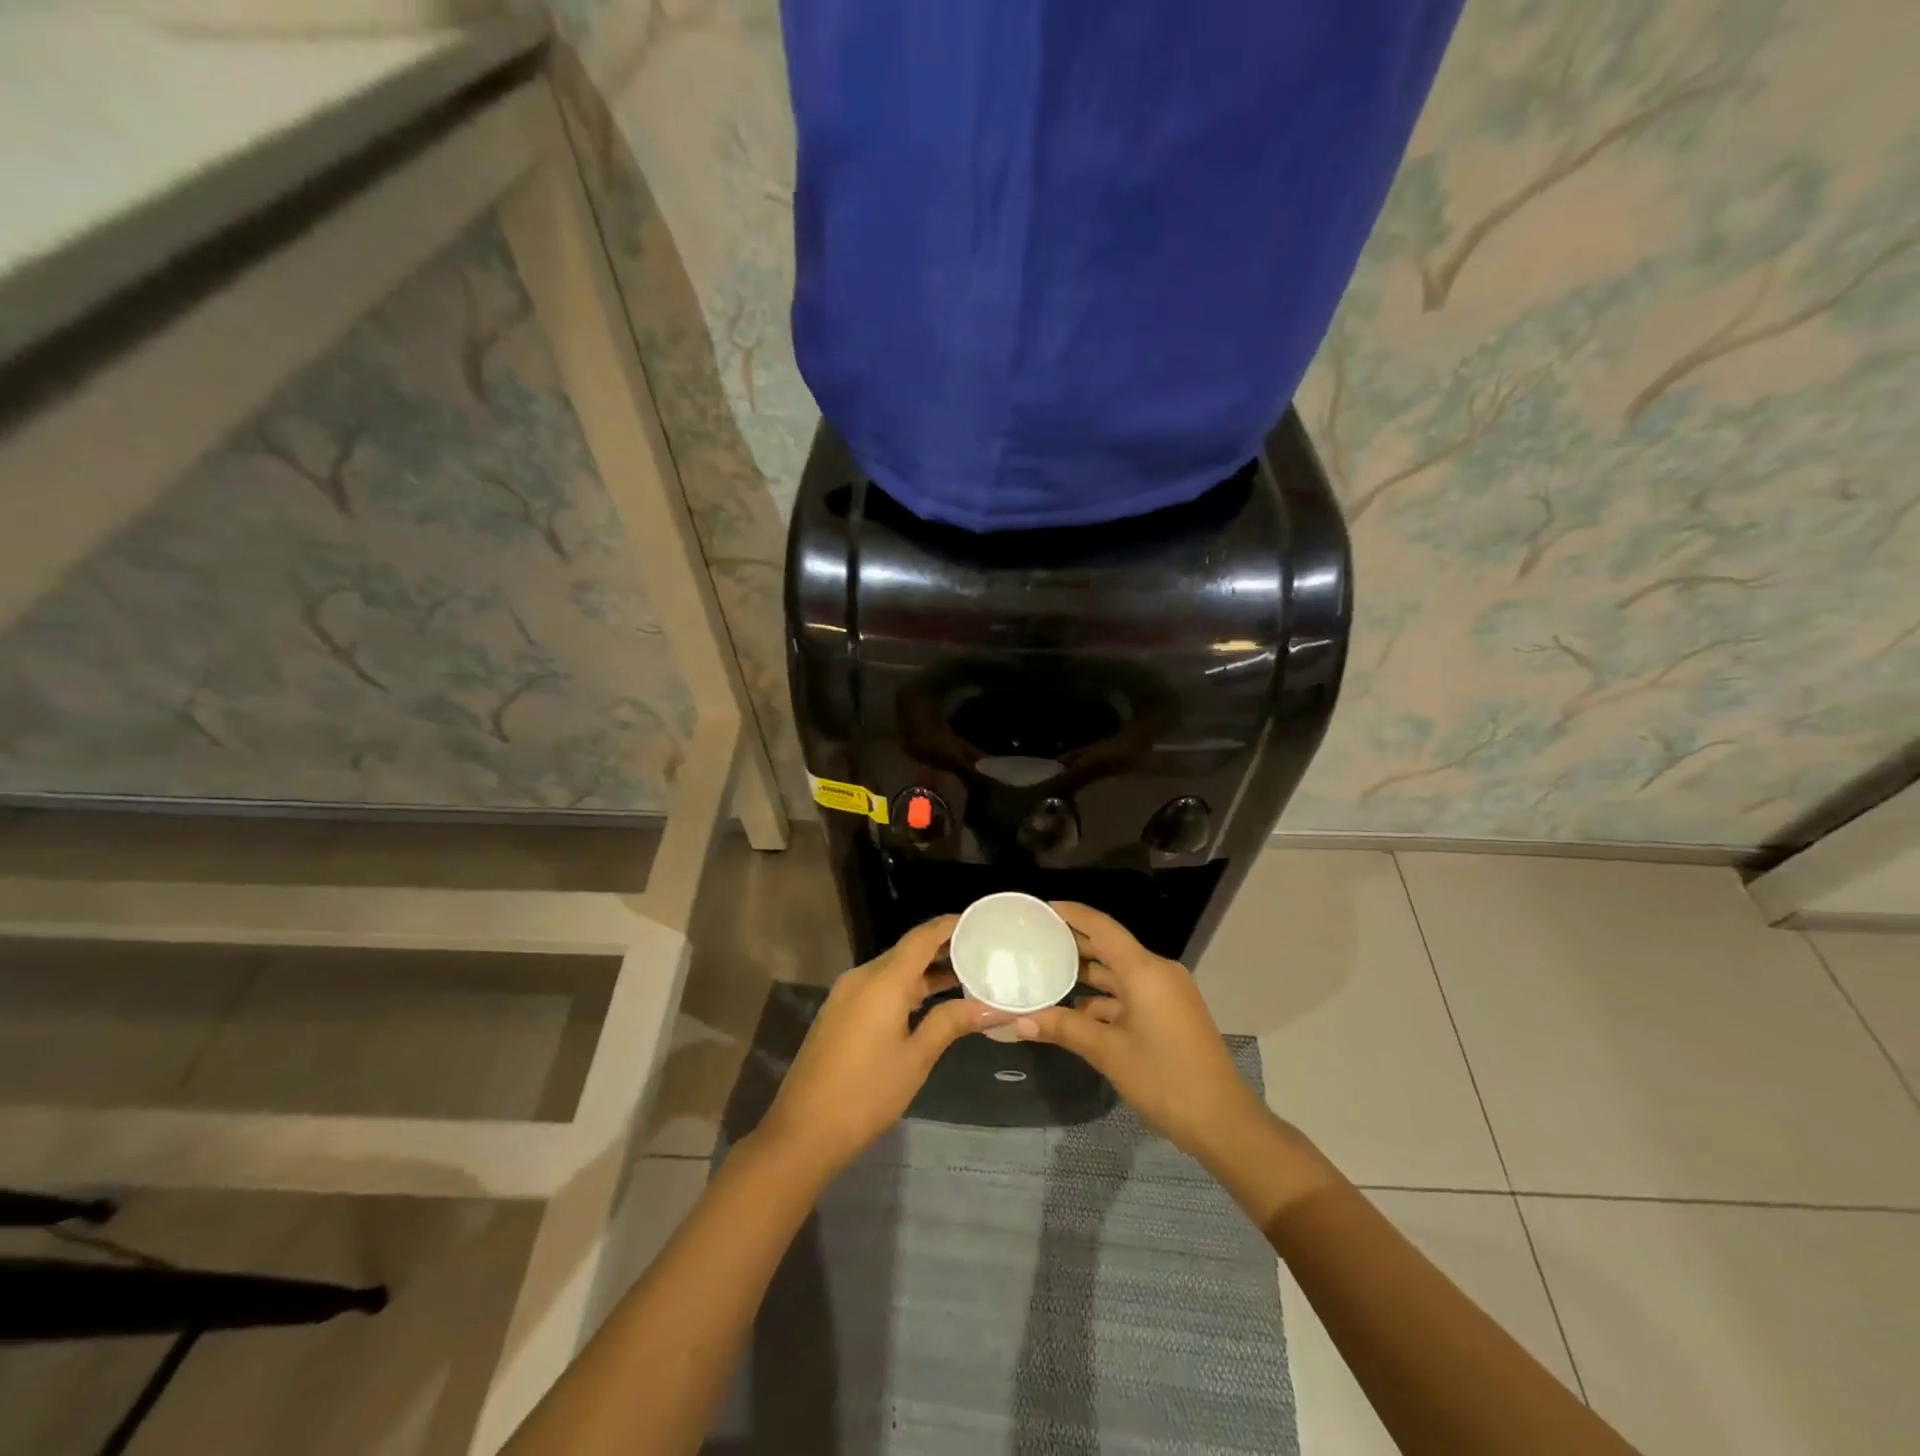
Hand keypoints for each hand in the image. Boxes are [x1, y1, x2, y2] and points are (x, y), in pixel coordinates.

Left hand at [756, 917, 1009, 1176]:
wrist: (804, 1130)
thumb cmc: (867, 1093)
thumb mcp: (916, 1058)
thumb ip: (951, 1023)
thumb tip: (992, 1006)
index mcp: (883, 981)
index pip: (921, 938)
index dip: (950, 926)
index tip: (979, 922)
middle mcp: (862, 977)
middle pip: (907, 951)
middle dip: (942, 949)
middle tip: (981, 951)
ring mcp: (846, 995)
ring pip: (892, 971)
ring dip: (924, 972)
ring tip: (964, 977)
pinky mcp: (839, 1013)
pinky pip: (878, 987)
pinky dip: (905, 988)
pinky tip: (927, 1003)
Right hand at [1012, 902, 1269, 1160]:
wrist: (1223, 1122)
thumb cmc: (1164, 1078)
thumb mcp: (1108, 1052)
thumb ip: (1063, 1029)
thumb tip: (1018, 1021)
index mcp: (1145, 970)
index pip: (1102, 928)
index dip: (1073, 915)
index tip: (1043, 910)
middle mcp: (1157, 973)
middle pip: (1110, 948)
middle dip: (1074, 944)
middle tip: (1035, 940)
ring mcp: (1166, 994)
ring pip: (1119, 974)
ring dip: (1087, 975)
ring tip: (1046, 972)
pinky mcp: (1170, 1014)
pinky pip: (1130, 994)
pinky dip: (1104, 999)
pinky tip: (1075, 1011)